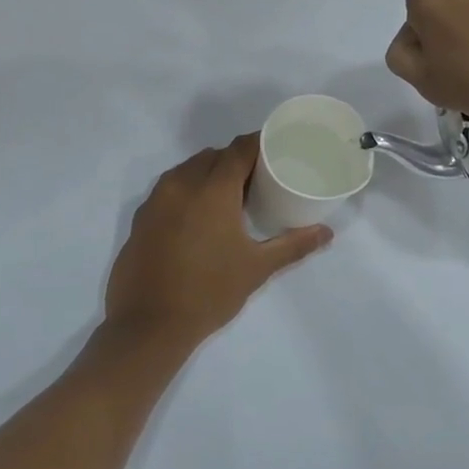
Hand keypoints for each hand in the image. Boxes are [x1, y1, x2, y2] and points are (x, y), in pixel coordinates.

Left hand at [104, 135, 331, 359]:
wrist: (149, 324)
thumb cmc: (209, 292)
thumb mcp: (256, 268)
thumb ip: (293, 245)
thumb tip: (326, 233)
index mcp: (212, 189)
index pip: (239, 149)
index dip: (258, 144)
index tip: (276, 150)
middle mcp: (182, 184)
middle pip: (213, 156)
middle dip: (234, 160)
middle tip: (257, 180)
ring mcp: (156, 199)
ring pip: (187, 169)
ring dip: (209, 173)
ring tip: (229, 197)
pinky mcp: (141, 216)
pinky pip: (169, 188)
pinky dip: (187, 190)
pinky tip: (198, 217)